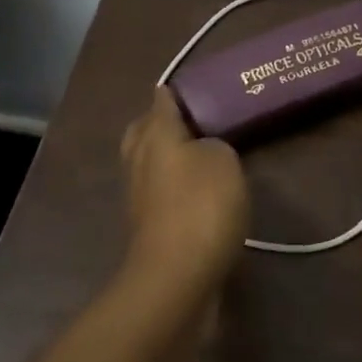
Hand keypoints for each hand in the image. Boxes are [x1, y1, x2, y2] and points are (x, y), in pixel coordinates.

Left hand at [120, 86, 249, 289]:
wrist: (178, 276)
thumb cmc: (201, 206)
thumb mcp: (222, 160)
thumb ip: (213, 144)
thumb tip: (202, 151)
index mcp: (156, 136)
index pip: (162, 103)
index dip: (175, 92)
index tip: (190, 85)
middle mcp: (140, 161)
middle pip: (143, 131)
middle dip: (159, 121)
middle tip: (190, 117)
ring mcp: (139, 197)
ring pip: (147, 163)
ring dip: (165, 155)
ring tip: (196, 152)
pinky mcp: (149, 227)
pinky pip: (158, 193)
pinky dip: (172, 186)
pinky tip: (195, 191)